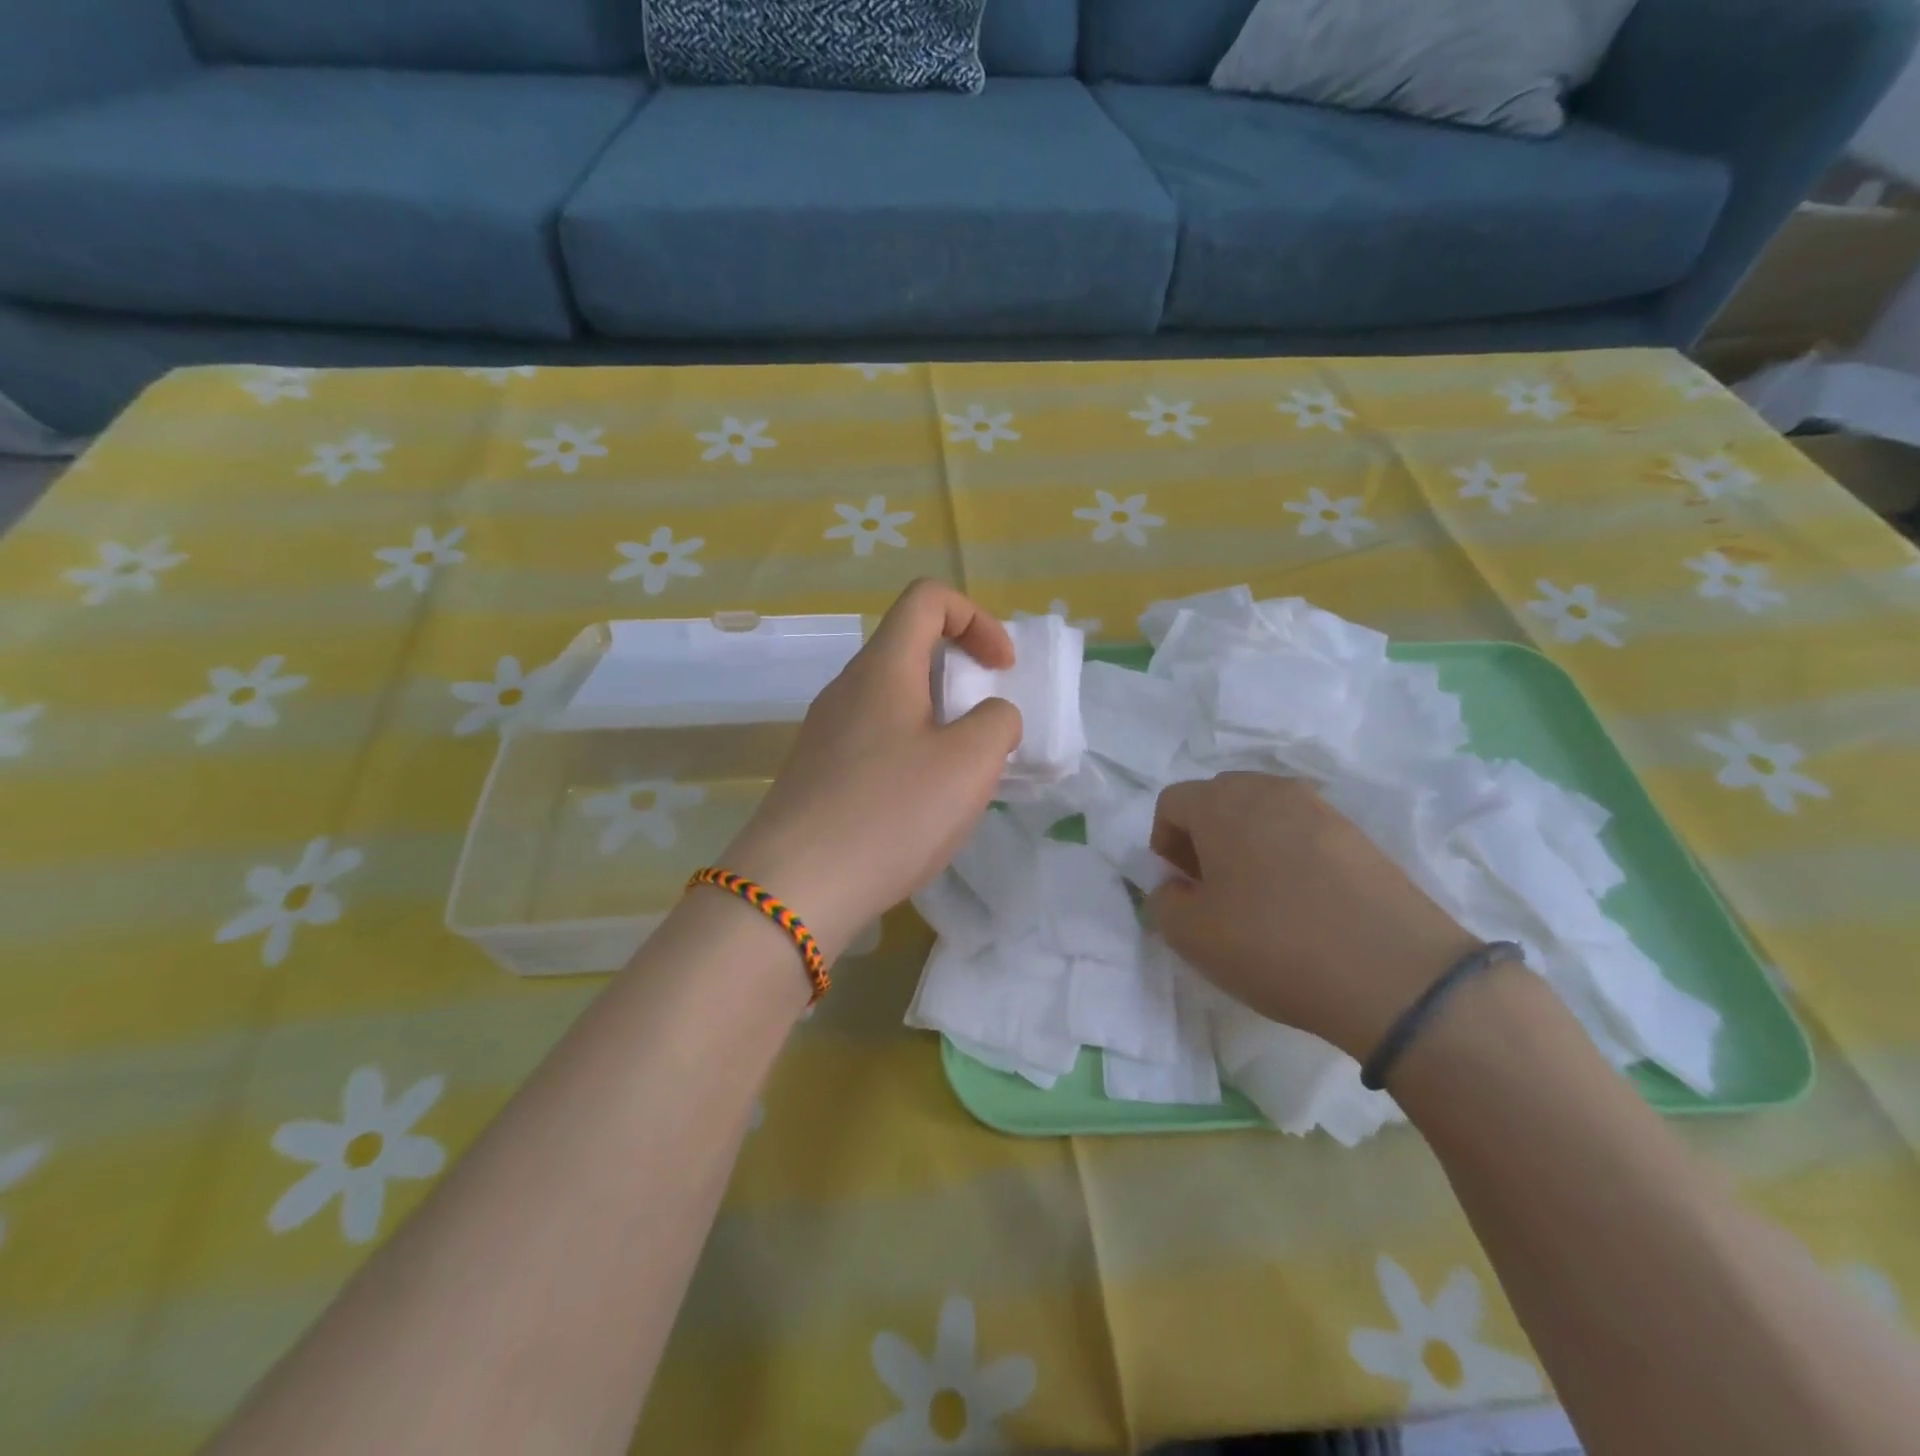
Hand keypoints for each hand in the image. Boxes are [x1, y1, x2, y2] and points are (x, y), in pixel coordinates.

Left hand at [715, 580, 1021, 961]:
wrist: (794, 889)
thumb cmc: (890, 813)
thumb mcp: (969, 763)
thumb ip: (997, 723)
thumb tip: (989, 718)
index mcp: (883, 667)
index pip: (928, 598)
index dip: (976, 619)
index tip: (1002, 670)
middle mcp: (847, 688)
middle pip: (909, 648)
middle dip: (961, 675)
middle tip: (986, 728)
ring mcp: (824, 732)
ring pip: (893, 700)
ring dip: (938, 721)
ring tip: (959, 776)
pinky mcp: (816, 773)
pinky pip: (875, 741)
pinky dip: (910, 753)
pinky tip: (918, 807)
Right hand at [1148, 773, 1480, 1060]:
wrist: (1396, 975)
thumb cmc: (1273, 945)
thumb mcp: (1190, 935)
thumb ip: (1163, 901)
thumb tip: (1175, 886)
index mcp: (1221, 802)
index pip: (1172, 802)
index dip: (1164, 844)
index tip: (1181, 887)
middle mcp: (1268, 789)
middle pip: (1218, 799)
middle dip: (1204, 838)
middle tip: (1213, 889)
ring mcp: (1320, 808)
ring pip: (1263, 814)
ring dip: (1248, 845)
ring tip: (1260, 898)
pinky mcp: (1359, 835)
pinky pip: (1304, 833)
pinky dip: (1290, 857)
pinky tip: (1304, 904)